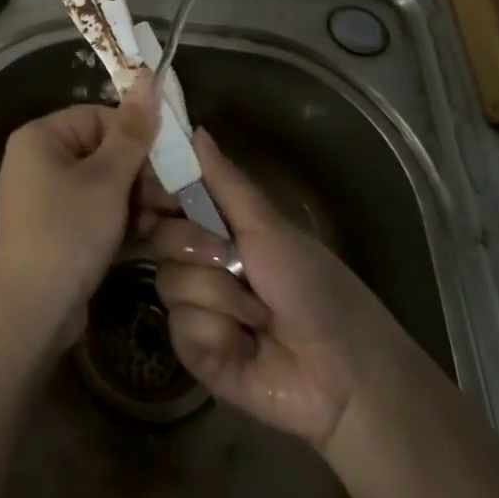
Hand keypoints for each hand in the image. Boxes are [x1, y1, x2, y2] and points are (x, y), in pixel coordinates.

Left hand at [0, 75, 158, 353]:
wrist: (30, 311)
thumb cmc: (68, 231)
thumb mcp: (107, 179)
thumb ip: (132, 131)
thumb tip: (146, 76)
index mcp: (41, 136)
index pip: (99, 118)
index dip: (136, 138)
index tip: (169, 164)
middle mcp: (37, 159)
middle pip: (102, 150)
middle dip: (140, 173)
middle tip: (173, 197)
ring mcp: (44, 196)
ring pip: (101, 183)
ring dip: (135, 199)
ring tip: (165, 219)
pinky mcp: (54, 227)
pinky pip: (92, 209)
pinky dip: (118, 219)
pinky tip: (146, 236)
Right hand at [150, 128, 409, 449]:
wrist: (342, 369)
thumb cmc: (312, 284)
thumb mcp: (266, 225)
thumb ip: (223, 180)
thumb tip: (194, 128)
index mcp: (217, 229)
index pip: (167, 201)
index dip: (155, 194)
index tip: (155, 192)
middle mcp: (200, 264)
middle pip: (161, 239)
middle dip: (198, 247)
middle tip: (233, 258)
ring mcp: (195, 309)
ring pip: (171, 284)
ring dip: (220, 296)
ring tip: (257, 314)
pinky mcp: (195, 352)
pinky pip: (181, 328)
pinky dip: (218, 333)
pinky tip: (246, 344)